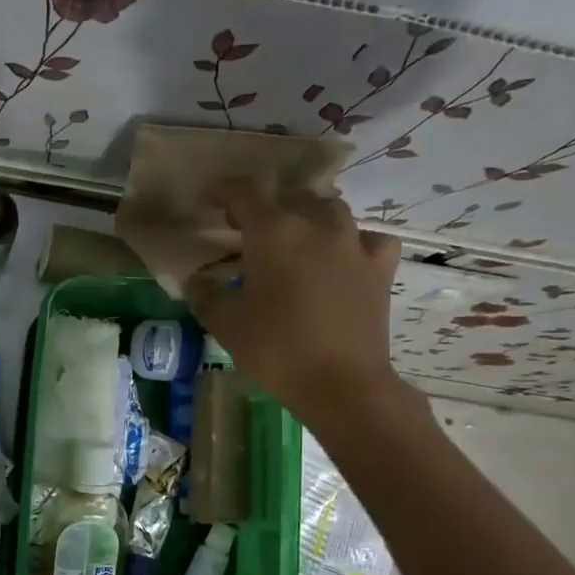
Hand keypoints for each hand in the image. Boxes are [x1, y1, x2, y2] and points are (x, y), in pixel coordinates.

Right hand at [184, 182, 407, 431]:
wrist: (342, 383)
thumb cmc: (276, 349)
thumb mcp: (227, 324)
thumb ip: (206, 295)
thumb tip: (195, 280)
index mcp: (273, 233)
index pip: (244, 194)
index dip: (224, 191)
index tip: (210, 198)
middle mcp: (315, 226)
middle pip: (290, 198)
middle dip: (267, 206)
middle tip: (249, 228)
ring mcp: (353, 244)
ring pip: (330, 210)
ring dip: (309, 216)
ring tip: (296, 235)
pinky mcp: (379, 268)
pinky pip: (369, 239)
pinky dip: (354, 241)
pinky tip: (346, 256)